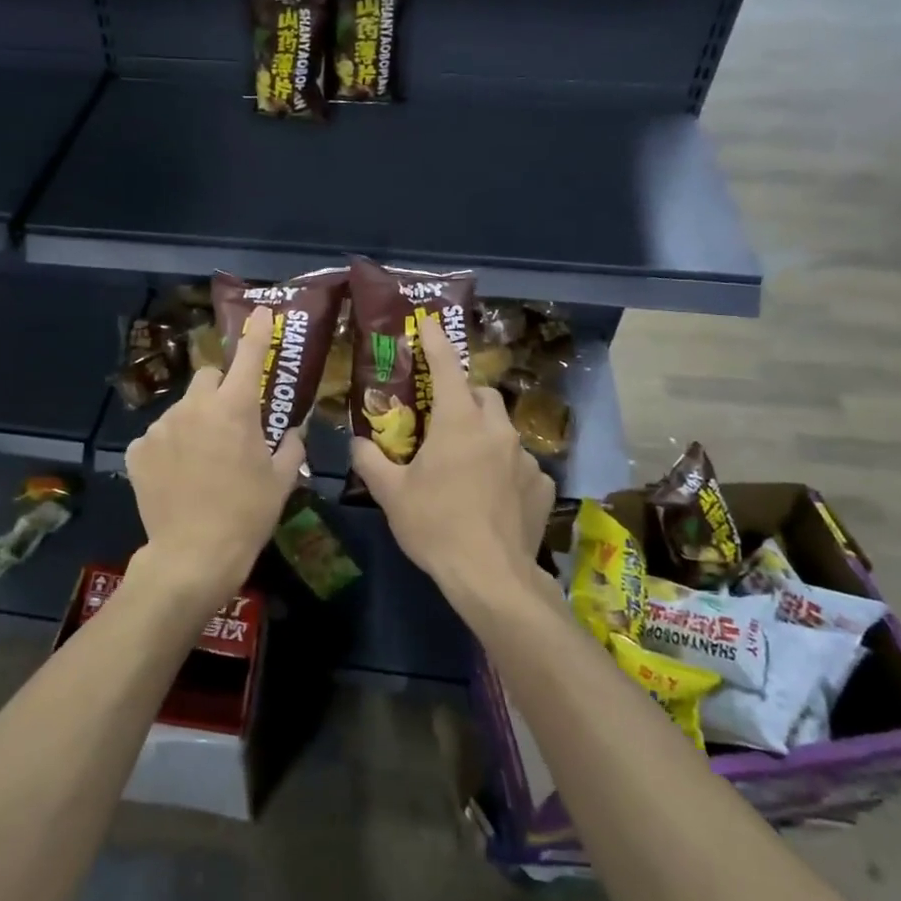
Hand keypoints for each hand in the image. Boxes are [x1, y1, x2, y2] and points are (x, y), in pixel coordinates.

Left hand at [125, 307, 306, 612]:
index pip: (248, 357)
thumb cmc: (247, 515)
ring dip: (194, 422)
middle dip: (220, 390)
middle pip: (208, 377)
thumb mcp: (280, 481)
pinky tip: (177, 477)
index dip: (256, 332)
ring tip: (202, 462)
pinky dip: (170, 448)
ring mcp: (161, 426)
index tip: (259, 313)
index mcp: (234, 409)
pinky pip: (159, 436)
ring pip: (183, 409)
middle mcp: (194, 407)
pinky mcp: (138, 449)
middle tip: (230, 423)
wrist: (192, 556)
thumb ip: (290, 446)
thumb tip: (293, 431)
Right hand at [349, 314, 554, 615]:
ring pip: (502, 430)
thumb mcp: (391, 494)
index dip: (436, 342)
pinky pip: (520, 464)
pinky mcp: (542, 485)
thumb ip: (370, 460)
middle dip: (464, 395)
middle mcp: (497, 430)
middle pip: (483, 394)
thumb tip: (358, 443)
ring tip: (466, 464)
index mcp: (459, 422)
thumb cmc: (435, 526)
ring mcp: (525, 457)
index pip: (447, 367)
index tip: (430, 323)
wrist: (491, 577)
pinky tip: (492, 496)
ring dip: (484, 435)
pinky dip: (504, 469)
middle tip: (443, 417)